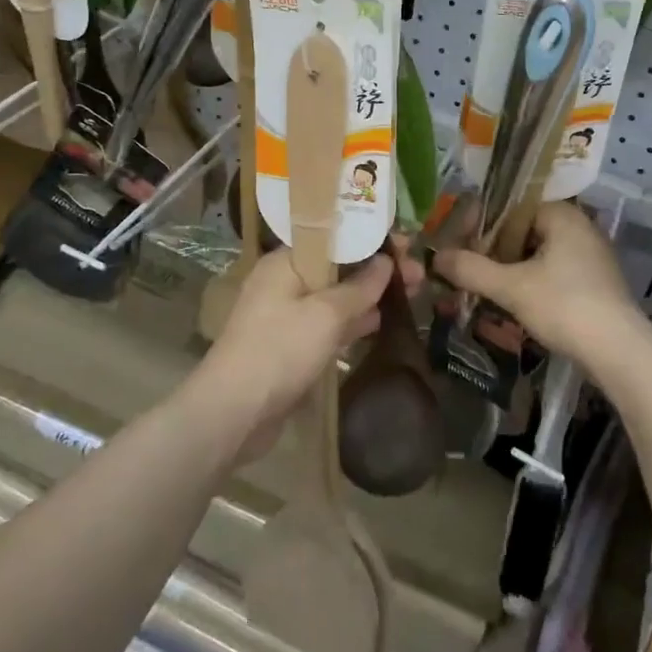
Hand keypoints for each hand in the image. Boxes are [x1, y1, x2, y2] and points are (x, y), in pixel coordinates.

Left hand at [192, 249, 392, 451]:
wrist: (234, 414)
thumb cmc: (280, 350)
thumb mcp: (326, 314)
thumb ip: (360, 287)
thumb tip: (385, 263)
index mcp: (286, 262)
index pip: (334, 238)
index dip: (370, 238)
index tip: (404, 243)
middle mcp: (285, 282)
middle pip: (338, 267)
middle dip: (377, 269)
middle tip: (417, 273)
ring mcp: (287, 316)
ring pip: (336, 297)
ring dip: (369, 295)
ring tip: (411, 293)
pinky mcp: (292, 346)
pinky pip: (329, 325)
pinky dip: (353, 322)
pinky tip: (381, 322)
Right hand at [435, 202, 646, 378]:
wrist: (619, 351)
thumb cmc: (564, 306)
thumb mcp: (511, 287)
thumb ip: (471, 269)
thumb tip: (436, 257)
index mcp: (563, 215)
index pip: (513, 207)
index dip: (484, 225)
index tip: (461, 246)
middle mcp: (580, 227)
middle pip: (525, 231)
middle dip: (496, 251)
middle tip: (469, 270)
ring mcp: (592, 256)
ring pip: (539, 254)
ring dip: (512, 270)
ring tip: (486, 289)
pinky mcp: (596, 282)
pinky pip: (555, 272)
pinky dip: (532, 283)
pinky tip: (515, 304)